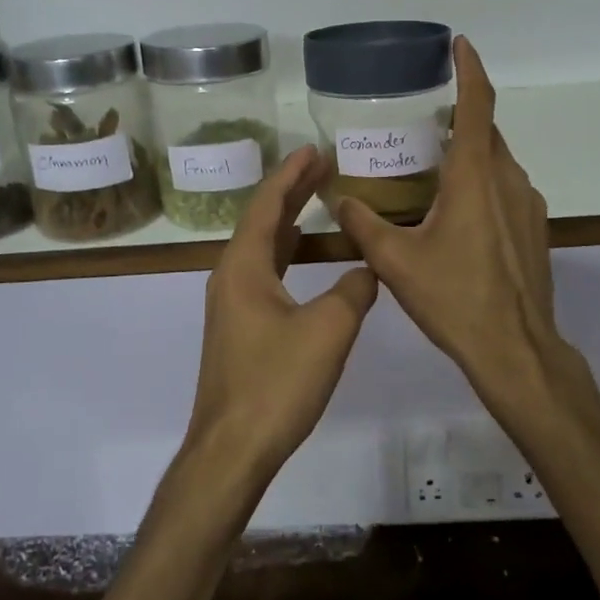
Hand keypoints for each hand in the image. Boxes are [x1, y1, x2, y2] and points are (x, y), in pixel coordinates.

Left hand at [182, 146, 379, 490]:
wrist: (232, 449)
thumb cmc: (276, 384)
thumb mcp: (328, 330)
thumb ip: (353, 291)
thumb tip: (368, 270)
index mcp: (244, 266)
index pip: (267, 204)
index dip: (291, 175)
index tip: (314, 150)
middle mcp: (231, 276)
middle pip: (262, 220)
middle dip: (292, 192)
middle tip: (323, 166)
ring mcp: (232, 304)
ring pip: (262, 248)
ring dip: (289, 222)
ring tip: (319, 200)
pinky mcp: (240, 328)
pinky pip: (265, 273)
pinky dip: (288, 253)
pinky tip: (306, 258)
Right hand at [335, 38, 576, 415]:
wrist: (515, 349)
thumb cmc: (455, 298)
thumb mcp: (396, 262)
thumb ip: (363, 224)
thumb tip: (337, 199)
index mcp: (476, 176)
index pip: (477, 105)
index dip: (469, 69)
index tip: (459, 43)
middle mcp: (508, 179)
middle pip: (486, 132)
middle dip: (459, 118)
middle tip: (422, 122)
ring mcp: (528, 204)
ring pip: (497, 162)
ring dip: (469, 155)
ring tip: (432, 171)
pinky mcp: (535, 228)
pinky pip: (506, 189)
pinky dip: (483, 183)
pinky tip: (456, 215)